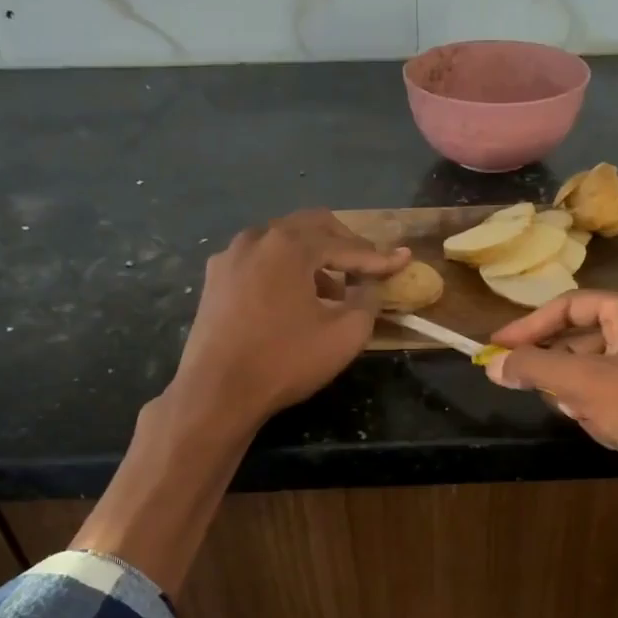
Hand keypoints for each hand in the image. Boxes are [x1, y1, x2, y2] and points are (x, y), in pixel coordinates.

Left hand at [170, 209, 408, 431]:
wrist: (217, 391)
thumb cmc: (285, 360)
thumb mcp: (344, 334)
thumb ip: (367, 300)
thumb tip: (369, 285)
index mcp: (289, 245)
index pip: (345, 245)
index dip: (378, 258)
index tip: (403, 261)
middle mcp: (257, 238)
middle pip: (311, 226)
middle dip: (344, 244)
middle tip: (367, 267)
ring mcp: (230, 257)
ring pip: (282, 242)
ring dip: (313, 258)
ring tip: (332, 290)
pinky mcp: (215, 280)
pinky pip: (259, 261)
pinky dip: (284, 270)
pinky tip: (294, 299)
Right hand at [484, 291, 617, 522]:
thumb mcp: (584, 383)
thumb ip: (533, 369)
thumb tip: (492, 365)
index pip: (570, 306)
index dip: (529, 326)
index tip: (495, 349)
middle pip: (581, 340)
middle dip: (559, 370)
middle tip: (531, 388)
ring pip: (596, 375)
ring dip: (582, 397)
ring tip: (589, 417)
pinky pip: (615, 401)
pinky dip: (604, 415)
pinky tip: (613, 434)